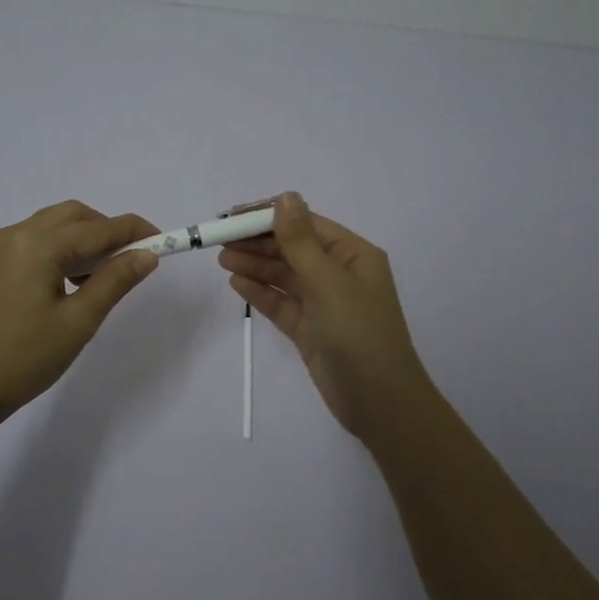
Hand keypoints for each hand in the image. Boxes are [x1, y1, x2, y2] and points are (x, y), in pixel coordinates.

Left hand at [0, 201, 159, 429]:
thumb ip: (115, 281)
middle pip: (73, 216)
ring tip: (101, 277)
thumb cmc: (24, 359)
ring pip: (53, 226)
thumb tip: (147, 255)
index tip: (164, 241)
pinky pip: (34, 240)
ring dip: (83, 239)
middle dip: (107, 231)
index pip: (98, 228)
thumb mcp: (79, 322)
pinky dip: (59, 249)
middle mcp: (15, 234)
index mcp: (37, 245)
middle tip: (131, 261)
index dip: (134, 232)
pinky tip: (69, 282)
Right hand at [218, 192, 435, 439]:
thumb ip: (301, 241)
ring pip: (284, 276)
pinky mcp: (310, 329)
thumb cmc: (359, 334)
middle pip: (292, 249)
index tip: (233, 216)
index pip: (306, 224)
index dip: (269, 217)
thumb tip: (286, 196)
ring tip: (222, 260)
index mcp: (353, 255)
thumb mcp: (329, 282)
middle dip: (257, 243)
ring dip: (255, 266)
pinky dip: (260, 293)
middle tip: (219, 241)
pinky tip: (236, 284)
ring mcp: (324, 303)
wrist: (379, 403)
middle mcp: (339, 274)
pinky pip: (281, 303)